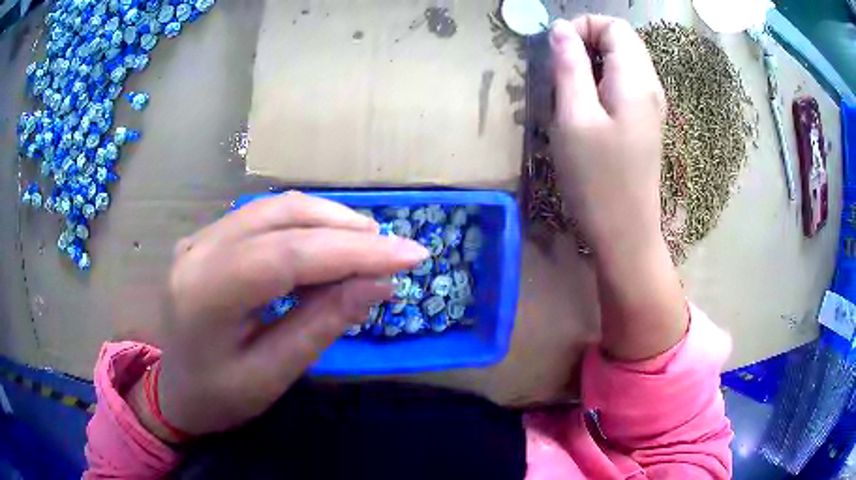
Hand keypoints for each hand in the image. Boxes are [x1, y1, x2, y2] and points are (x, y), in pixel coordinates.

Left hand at [127, 192, 428, 440]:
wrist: (174, 391)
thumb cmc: (219, 398)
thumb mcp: (273, 375)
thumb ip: (322, 325)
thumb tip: (380, 283)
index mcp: (205, 294)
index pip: (288, 254)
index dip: (354, 250)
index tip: (411, 255)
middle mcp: (198, 251)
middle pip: (282, 217)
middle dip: (347, 229)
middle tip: (394, 252)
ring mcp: (199, 239)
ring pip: (275, 208)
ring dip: (328, 220)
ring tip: (368, 246)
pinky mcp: (208, 239)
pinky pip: (263, 217)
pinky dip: (305, 226)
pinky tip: (327, 245)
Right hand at [550, 16, 664, 251]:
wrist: (626, 234)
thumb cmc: (598, 179)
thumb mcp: (574, 118)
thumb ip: (569, 66)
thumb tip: (561, 30)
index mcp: (636, 79)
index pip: (615, 26)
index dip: (583, 26)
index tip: (557, 49)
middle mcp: (650, 87)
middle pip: (621, 41)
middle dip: (585, 44)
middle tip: (558, 73)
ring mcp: (650, 107)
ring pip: (621, 63)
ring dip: (590, 66)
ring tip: (567, 94)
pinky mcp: (644, 124)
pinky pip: (623, 86)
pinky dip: (599, 85)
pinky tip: (584, 111)